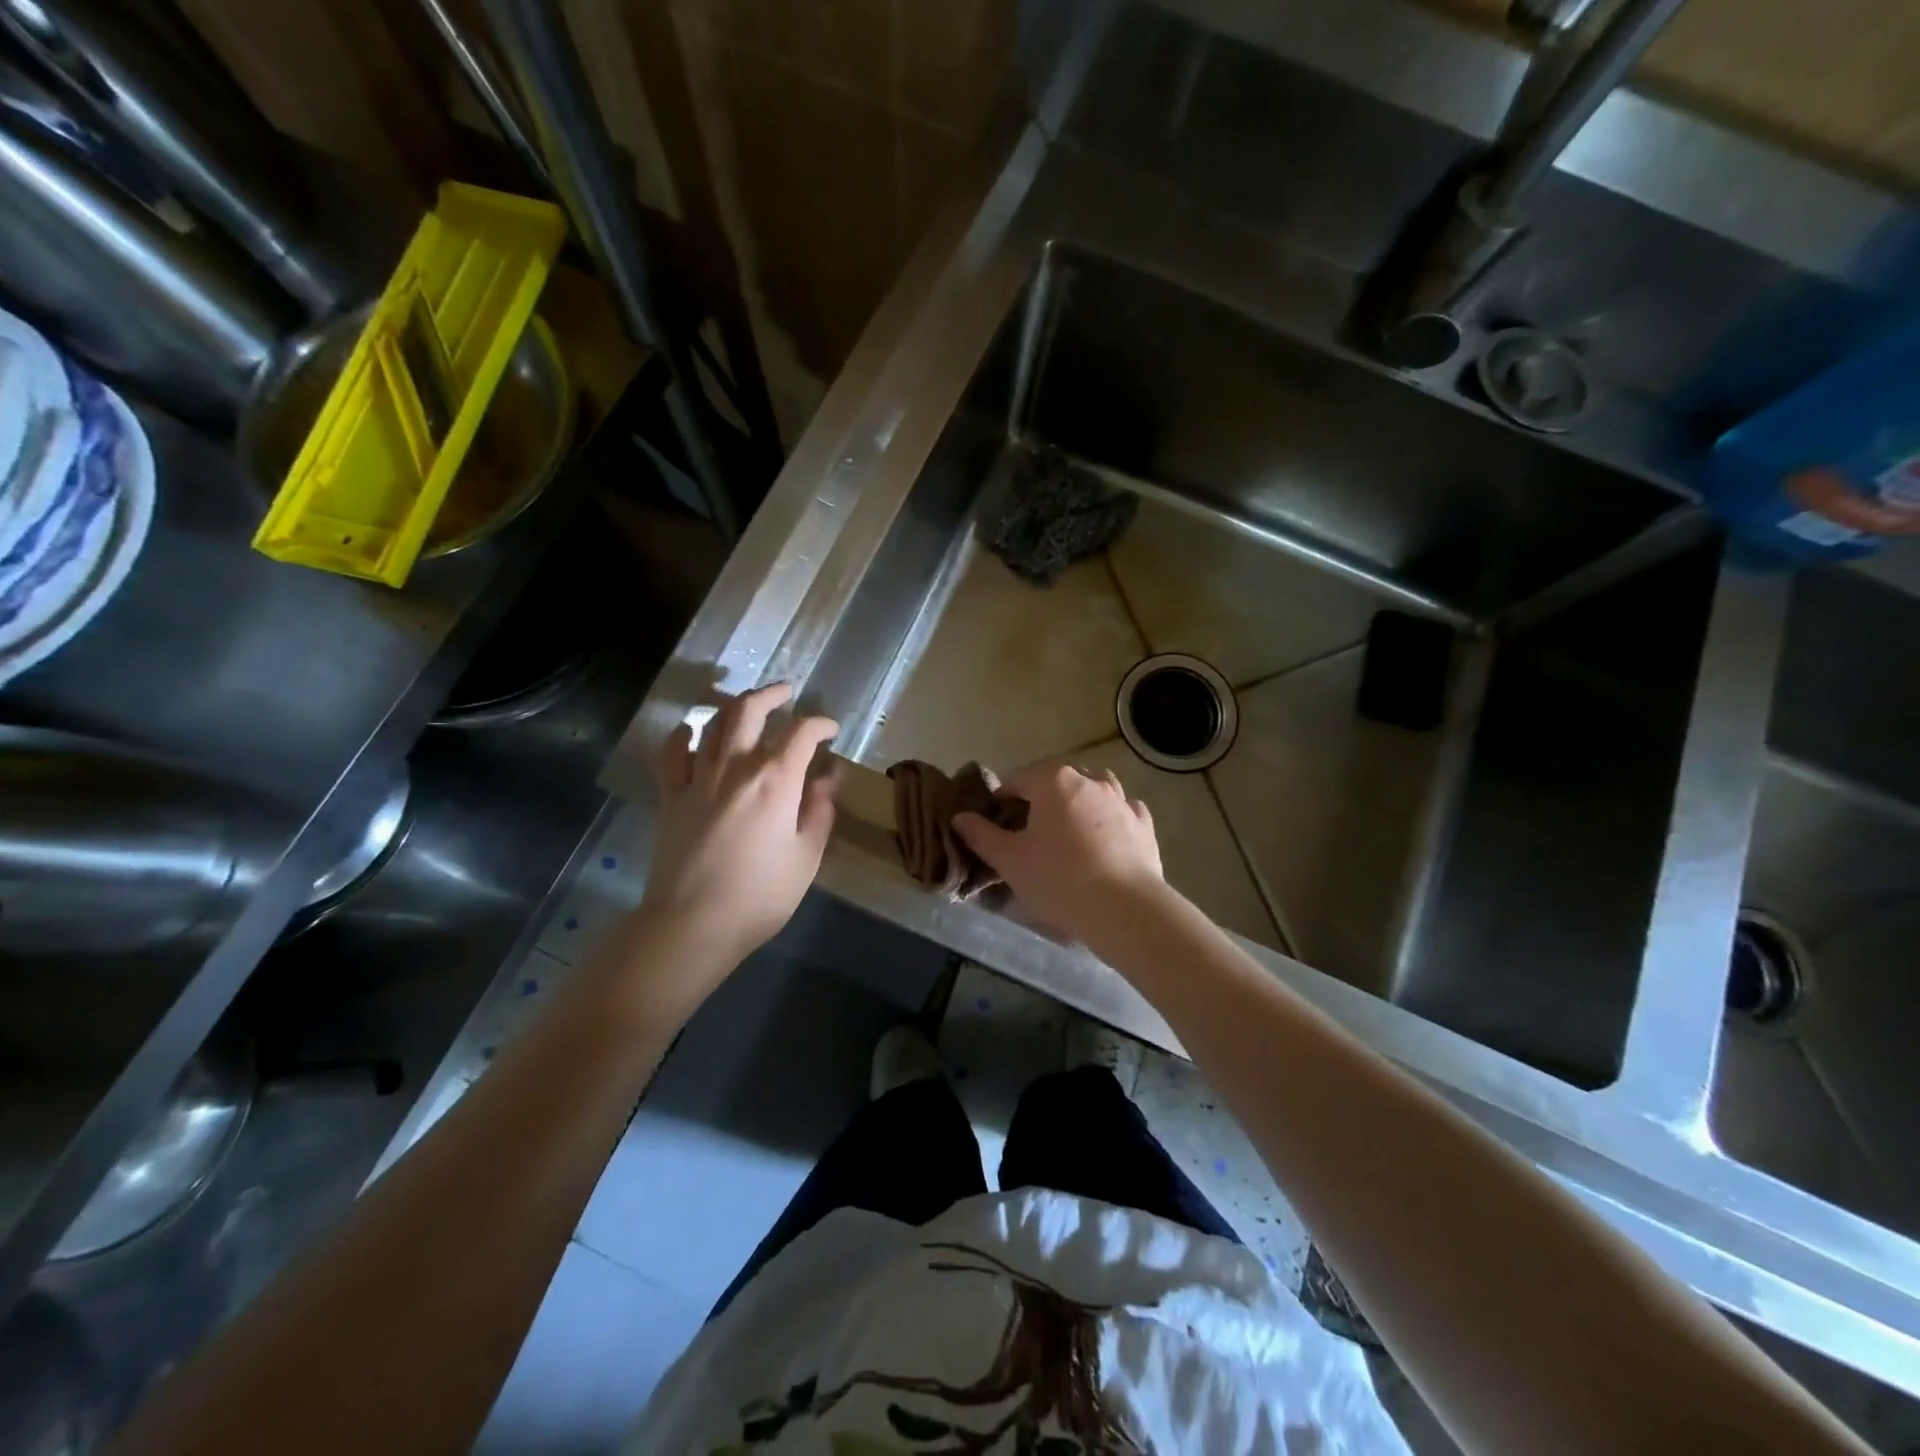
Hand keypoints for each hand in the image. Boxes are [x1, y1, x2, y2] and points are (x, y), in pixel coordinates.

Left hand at [641, 683, 838, 970]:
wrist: (692, 924)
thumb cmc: (760, 896)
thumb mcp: (806, 857)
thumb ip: (819, 812)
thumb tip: (827, 779)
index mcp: (775, 781)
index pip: (801, 733)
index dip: (820, 724)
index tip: (830, 731)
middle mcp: (735, 767)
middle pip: (750, 711)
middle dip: (772, 695)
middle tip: (787, 693)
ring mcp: (697, 779)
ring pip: (713, 724)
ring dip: (733, 706)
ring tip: (747, 705)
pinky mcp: (670, 796)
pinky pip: (672, 753)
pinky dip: (682, 735)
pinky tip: (690, 732)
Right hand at [953, 763, 1161, 941]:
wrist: (1124, 908)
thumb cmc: (1059, 880)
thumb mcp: (1010, 860)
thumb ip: (981, 835)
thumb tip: (960, 818)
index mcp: (1053, 781)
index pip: (1018, 779)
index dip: (1002, 799)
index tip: (995, 823)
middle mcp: (1090, 780)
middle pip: (1057, 779)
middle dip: (1040, 796)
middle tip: (1029, 829)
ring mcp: (1121, 799)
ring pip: (1094, 787)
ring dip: (1077, 800)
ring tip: (1068, 829)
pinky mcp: (1143, 823)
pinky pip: (1121, 809)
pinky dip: (1109, 816)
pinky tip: (1104, 837)